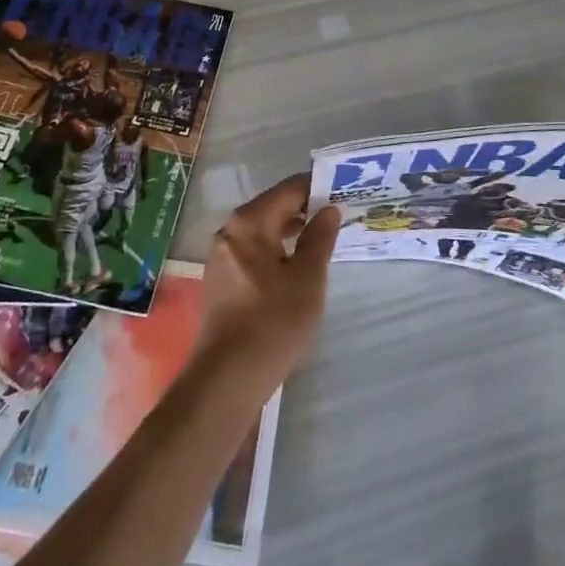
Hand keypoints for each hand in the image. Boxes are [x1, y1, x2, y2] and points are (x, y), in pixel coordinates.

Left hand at [193, 174, 339, 400]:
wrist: (227, 378)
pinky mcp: (221, 279)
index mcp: (249, 222)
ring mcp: (221, 256)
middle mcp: (229, 231)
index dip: (316, 187)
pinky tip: (295, 266)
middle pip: (272, 207)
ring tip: (322, 240)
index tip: (343, 191)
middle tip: (338, 216)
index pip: (288, 189)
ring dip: (291, 230)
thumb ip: (319, 238)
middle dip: (304, 209)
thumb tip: (329, 209)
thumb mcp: (308, 278)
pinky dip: (276, 250)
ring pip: (262, 230)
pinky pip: (253, 251)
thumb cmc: (273, 322)